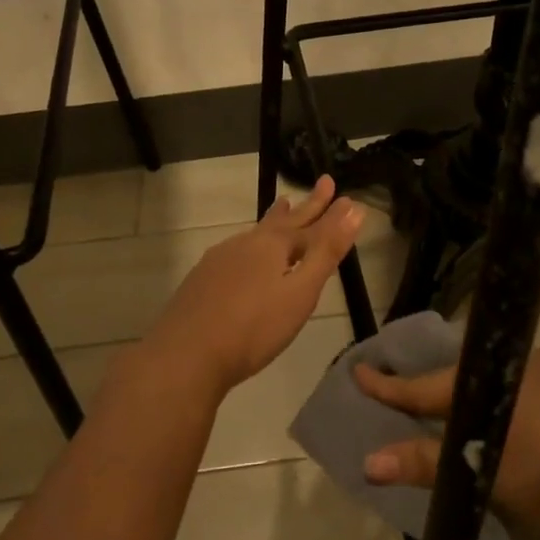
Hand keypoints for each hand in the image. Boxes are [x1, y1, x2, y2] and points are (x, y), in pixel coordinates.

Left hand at [144, 177, 365, 397]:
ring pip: (255, 233)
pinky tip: (245, 255)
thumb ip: (327, 252)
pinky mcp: (202, 280)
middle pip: (282, 221)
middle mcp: (245, 244)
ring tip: (283, 207)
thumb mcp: (300, 292)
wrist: (186, 355)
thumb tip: (353, 209)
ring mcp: (219, 260)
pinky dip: (253, 244)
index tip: (345, 195)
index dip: (330, 212)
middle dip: (305, 206)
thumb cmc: (254, 328)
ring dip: (275, 220)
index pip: (310, 223)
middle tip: (322, 183)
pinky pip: (237, 251)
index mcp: (272, 245)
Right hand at [354, 347, 539, 539]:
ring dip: (459, 397)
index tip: (358, 370)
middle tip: (396, 397)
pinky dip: (488, 402)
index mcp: (489, 378)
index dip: (388, 385)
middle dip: (424, 389)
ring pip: (483, 380)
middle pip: (453, 376)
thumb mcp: (485, 473)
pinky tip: (488, 420)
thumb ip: (426, 463)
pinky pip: (509, 387)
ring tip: (438, 415)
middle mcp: (514, 362)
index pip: (424, 385)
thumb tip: (368, 462)